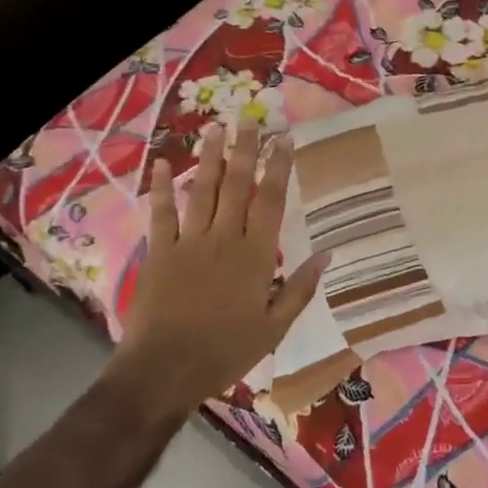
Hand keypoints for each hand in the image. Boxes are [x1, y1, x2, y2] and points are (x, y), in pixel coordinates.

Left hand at [119, 121, 327, 413]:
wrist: (165, 369)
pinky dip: (162, 188)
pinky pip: (161, 213)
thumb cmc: (226, 351)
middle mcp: (224, 238)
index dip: (278, 167)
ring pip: (202, 190)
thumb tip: (327, 254)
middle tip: (250, 118)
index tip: (283, 139)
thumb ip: (300, 288)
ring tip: (216, 127)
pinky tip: (161, 164)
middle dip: (245, 149)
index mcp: (255, 255)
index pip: (271, 201)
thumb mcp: (274, 327)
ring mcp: (188, 242)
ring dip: (209, 157)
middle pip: (237, 185)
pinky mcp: (159, 251)